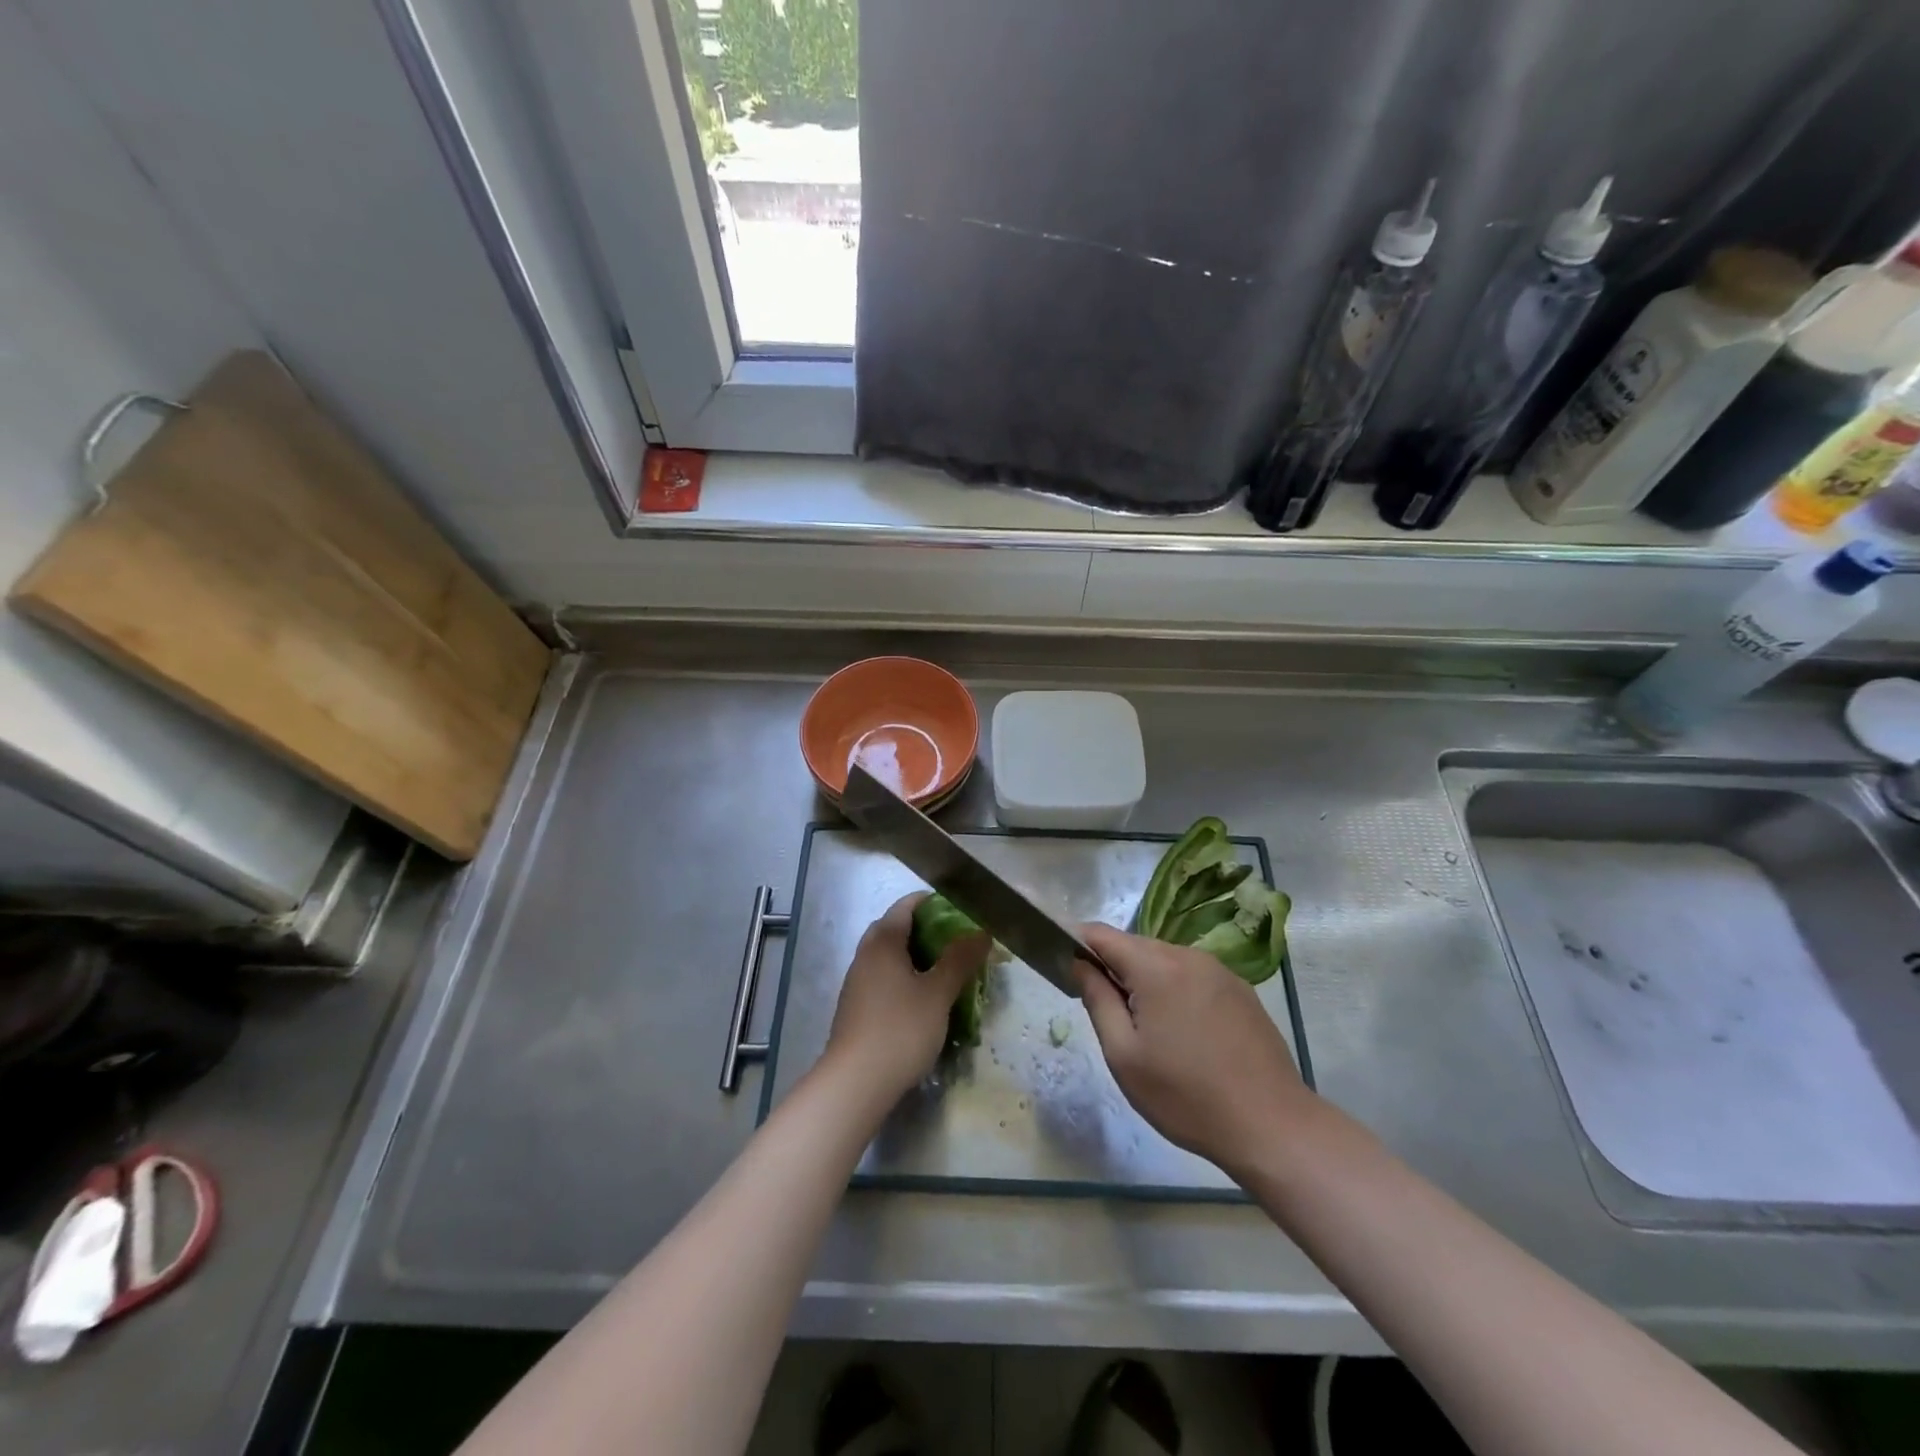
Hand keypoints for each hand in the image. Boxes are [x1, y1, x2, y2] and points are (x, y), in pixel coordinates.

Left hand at [824, 893, 988, 1101]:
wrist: (855, 1083)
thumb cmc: (900, 1029)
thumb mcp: (938, 993)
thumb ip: (960, 959)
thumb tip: (981, 932)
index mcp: (883, 942)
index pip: (906, 906)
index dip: (933, 903)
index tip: (960, 911)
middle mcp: (865, 955)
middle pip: (895, 929)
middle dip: (925, 931)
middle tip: (956, 943)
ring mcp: (857, 983)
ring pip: (889, 957)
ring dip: (915, 958)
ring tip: (945, 973)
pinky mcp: (856, 1008)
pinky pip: (883, 980)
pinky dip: (904, 980)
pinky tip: (922, 1002)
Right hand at [1076, 923, 1317, 1176]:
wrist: (1272, 1126)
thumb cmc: (1186, 1096)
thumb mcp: (1124, 1055)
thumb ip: (1097, 999)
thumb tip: (1079, 963)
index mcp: (1156, 967)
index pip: (1102, 934)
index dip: (1077, 943)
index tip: (1064, 967)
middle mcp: (1188, 956)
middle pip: (1135, 946)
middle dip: (1113, 967)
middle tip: (1105, 1012)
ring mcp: (1219, 971)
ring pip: (1164, 960)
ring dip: (1144, 980)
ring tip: (1144, 1028)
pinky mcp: (1240, 989)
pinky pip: (1191, 975)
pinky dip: (1174, 989)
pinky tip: (1181, 1032)